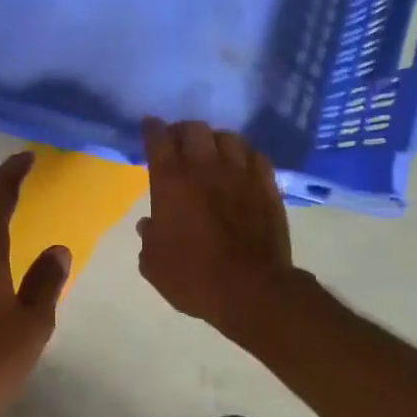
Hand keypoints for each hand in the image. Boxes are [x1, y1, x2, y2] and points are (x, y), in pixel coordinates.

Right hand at [138, 119, 294, 332]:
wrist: (251, 290)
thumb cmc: (193, 277)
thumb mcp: (154, 264)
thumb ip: (149, 238)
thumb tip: (150, 224)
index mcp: (171, 183)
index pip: (158, 140)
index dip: (152, 129)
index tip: (149, 127)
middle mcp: (204, 168)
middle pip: (194, 129)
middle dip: (183, 131)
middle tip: (179, 143)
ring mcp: (240, 174)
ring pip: (228, 137)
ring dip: (215, 140)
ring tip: (212, 151)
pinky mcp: (267, 186)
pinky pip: (256, 156)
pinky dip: (244, 155)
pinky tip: (241, 166)